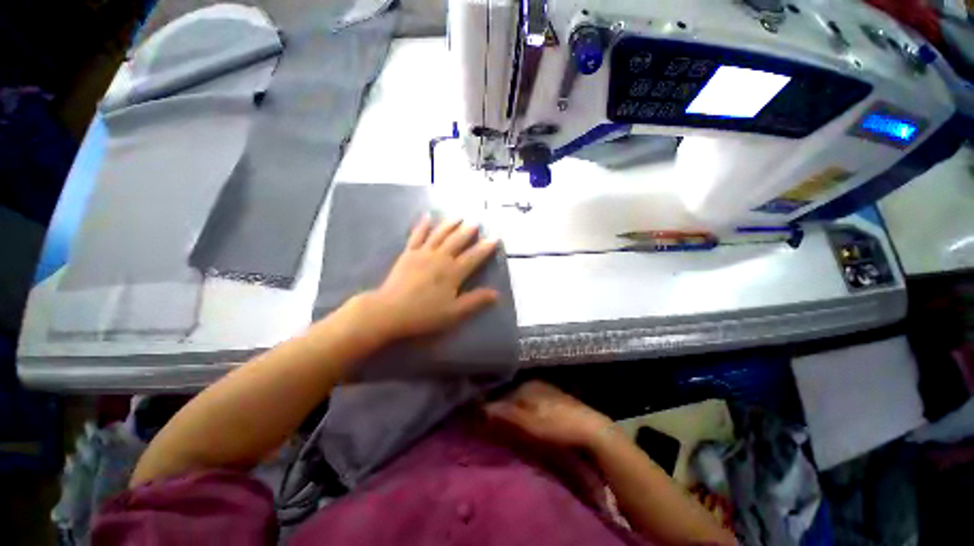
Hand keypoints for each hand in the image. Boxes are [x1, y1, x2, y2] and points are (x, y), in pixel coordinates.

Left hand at [365, 216, 499, 339]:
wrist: (390, 311)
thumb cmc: (424, 314)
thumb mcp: (453, 313)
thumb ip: (475, 301)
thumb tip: (496, 293)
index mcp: (453, 272)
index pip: (473, 256)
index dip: (485, 247)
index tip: (495, 237)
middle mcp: (440, 258)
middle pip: (457, 241)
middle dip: (468, 231)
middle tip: (476, 222)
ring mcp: (423, 253)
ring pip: (439, 234)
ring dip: (450, 224)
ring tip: (459, 216)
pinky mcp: (408, 253)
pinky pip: (417, 235)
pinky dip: (423, 225)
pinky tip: (427, 216)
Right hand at [485, 381, 615, 449]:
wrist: (591, 429)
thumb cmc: (557, 425)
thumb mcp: (528, 423)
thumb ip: (505, 414)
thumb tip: (480, 406)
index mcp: (526, 384)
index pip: (501, 392)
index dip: (492, 405)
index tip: (483, 418)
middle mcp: (534, 382)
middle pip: (511, 394)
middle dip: (502, 406)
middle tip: (493, 423)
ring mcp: (546, 389)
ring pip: (521, 398)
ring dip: (513, 409)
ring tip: (507, 423)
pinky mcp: (554, 399)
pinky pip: (532, 402)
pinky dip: (525, 410)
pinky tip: (526, 421)